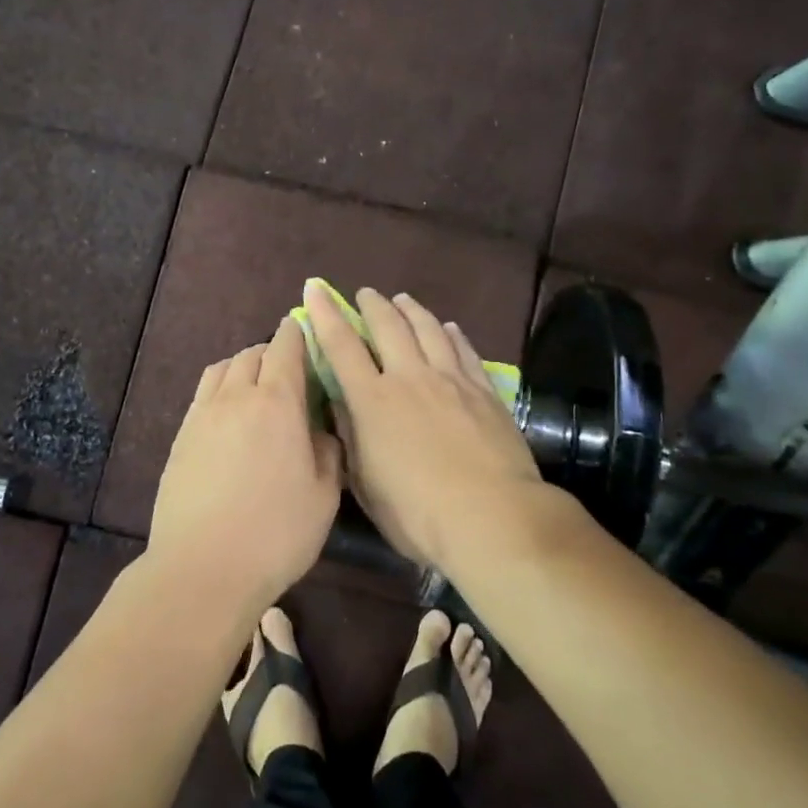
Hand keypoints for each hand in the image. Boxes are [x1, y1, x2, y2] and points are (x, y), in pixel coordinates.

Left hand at [148, 315, 344, 614]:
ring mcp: (202, 415)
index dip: (298, 333)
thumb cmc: (276, 533)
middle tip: (289, 369)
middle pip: (252, 353)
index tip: (307, 330)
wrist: (203, 568)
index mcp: (277, 402)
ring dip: (243, 366)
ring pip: (223, 368)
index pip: (286, 347)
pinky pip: (203, 394)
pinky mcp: (181, 436)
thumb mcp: (324, 495)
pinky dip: (220, 387)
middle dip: (272, 351)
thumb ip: (328, 451)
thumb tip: (321, 428)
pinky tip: (229, 413)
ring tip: (256, 385)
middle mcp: (236, 396)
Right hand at [303, 281, 541, 568]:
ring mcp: (451, 380)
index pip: (341, 346)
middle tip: (364, 293)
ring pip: (428, 329)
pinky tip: (449, 327)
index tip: (315, 289)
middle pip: (389, 326)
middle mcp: (410, 378)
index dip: (325, 314)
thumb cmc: (418, 513)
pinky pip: (464, 350)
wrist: (492, 518)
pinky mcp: (484, 391)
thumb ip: (352, 438)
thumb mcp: (367, 484)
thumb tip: (340, 404)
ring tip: (403, 300)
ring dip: (411, 310)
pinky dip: (452, 333)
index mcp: (373, 401)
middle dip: (372, 305)